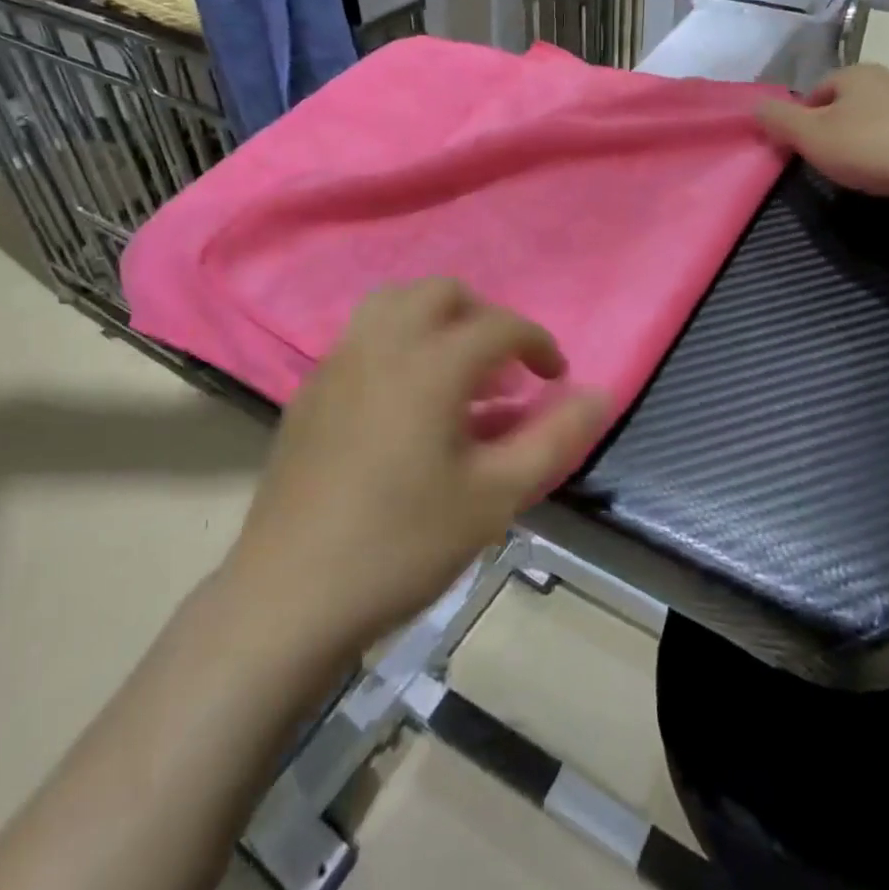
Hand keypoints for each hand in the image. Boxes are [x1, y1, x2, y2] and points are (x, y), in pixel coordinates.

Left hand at [220, 280, 607, 657]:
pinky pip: (362, 338)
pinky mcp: (310, 390)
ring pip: (393, 304)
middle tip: (504, 370)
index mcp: (430, 364)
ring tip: (456, 374)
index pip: (499, 326)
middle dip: (483, 318)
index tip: (555, 377)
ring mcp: (337, 363)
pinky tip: (404, 403)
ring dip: (436, 321)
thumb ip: (553, 438)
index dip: (537, 343)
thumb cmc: (403, 544)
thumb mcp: (496, 496)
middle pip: (441, 293)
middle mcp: (381, 345)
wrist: (290, 595)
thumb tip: (598, 395)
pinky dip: (398, 344)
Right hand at [758, 64, 888, 203]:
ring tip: (857, 170)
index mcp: (854, 73)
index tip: (800, 147)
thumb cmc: (868, 145)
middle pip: (846, 104)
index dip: (802, 118)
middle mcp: (887, 78)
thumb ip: (778, 120)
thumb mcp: (809, 135)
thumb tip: (755, 106)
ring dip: (862, 141)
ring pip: (874, 119)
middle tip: (826, 160)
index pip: (816, 90)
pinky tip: (888, 173)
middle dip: (833, 128)